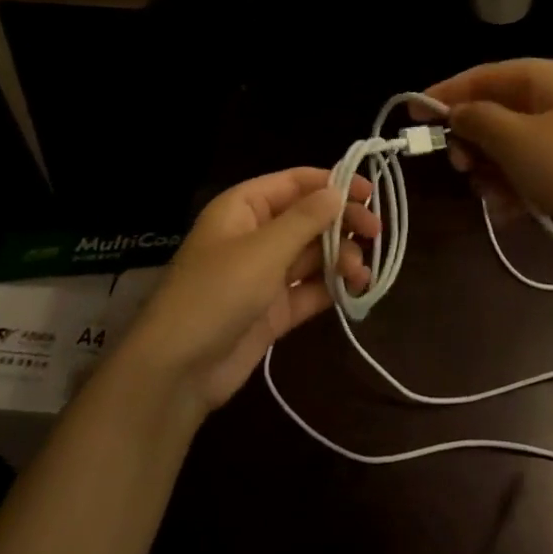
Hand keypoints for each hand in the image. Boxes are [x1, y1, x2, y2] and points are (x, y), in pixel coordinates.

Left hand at [118, 168, 377, 412]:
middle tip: (376, 232)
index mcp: (245, 207)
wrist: (176, 371)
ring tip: (361, 273)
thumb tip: (338, 191)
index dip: (333, 183)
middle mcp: (256, 234)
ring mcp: (264, 274)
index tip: (369, 193)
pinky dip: (332, 287)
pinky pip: (309, 288)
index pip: (296, 182)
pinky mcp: (273, 309)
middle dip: (342, 223)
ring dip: (341, 258)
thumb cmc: (216, 294)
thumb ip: (305, 219)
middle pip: (308, 217)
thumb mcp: (263, 250)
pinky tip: (356, 290)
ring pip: (312, 254)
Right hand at [416, 59, 552, 264]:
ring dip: (494, 172)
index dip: (446, 92)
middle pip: (498, 112)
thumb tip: (456, 110)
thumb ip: (478, 120)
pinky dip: (519, 189)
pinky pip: (536, 173)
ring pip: (514, 147)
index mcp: (548, 79)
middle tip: (463, 169)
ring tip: (496, 201)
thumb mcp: (519, 142)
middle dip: (474, 141)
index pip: (484, 75)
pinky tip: (515, 214)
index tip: (413, 115)